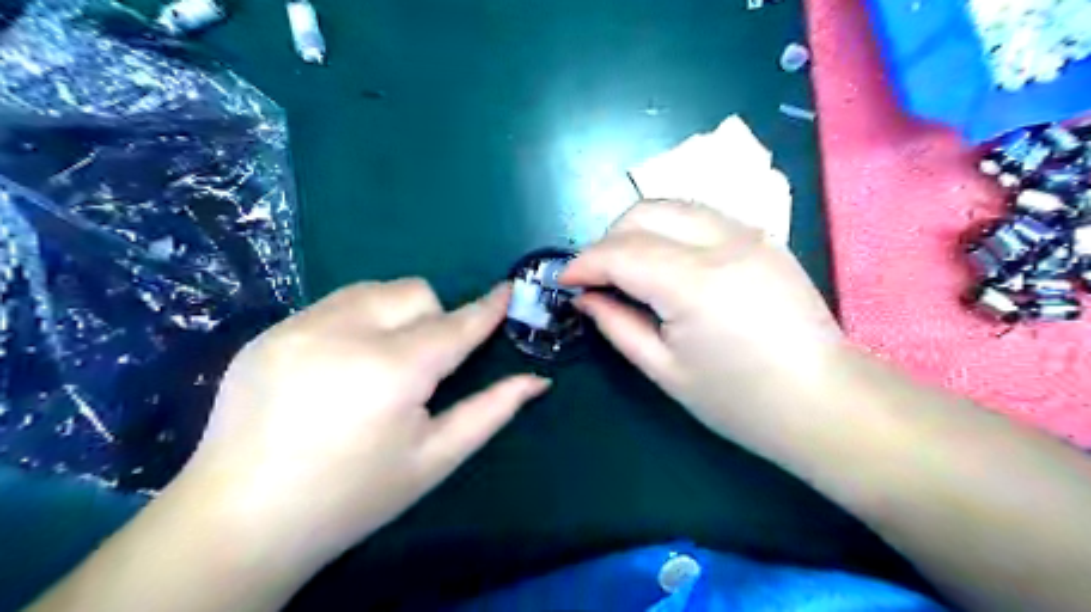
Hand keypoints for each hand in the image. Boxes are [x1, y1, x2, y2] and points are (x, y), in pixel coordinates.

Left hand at [172, 280, 549, 566]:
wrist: (240, 521)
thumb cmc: (352, 497)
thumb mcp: (433, 459)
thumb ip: (490, 411)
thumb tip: (538, 381)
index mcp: (391, 371)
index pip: (454, 325)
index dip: (486, 308)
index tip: (507, 290)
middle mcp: (344, 333)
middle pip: (413, 293)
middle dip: (432, 319)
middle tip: (422, 366)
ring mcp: (298, 326)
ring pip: (372, 290)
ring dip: (392, 315)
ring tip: (379, 362)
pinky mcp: (268, 332)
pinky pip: (331, 305)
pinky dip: (353, 322)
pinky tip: (337, 368)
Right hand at [568, 201, 845, 449]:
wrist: (823, 400)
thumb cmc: (739, 400)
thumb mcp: (664, 370)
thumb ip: (617, 324)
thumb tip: (584, 296)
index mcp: (694, 284)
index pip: (621, 252)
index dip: (584, 263)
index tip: (565, 281)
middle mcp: (723, 242)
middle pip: (644, 213)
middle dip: (607, 238)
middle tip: (596, 276)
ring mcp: (748, 232)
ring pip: (672, 205)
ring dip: (637, 228)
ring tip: (626, 266)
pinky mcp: (762, 236)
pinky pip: (700, 215)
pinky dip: (669, 228)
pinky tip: (665, 260)